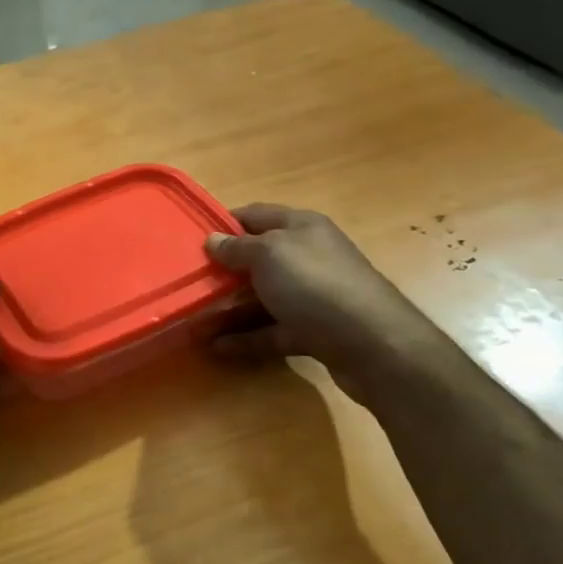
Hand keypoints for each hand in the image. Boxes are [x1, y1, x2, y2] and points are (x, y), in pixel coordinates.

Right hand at [206, 204, 443, 405]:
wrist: (374, 345)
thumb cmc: (315, 285)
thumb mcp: (269, 255)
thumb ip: (238, 247)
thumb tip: (213, 239)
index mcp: (301, 227)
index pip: (255, 215)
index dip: (224, 223)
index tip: (191, 238)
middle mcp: (309, 256)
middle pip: (258, 258)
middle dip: (224, 269)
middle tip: (188, 281)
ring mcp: (314, 296)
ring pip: (264, 297)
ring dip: (230, 307)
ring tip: (194, 318)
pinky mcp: (316, 331)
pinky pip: (273, 330)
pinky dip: (247, 337)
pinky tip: (216, 347)